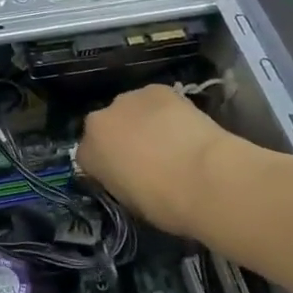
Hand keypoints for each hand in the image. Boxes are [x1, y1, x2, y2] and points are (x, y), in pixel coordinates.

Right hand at [76, 84, 231, 237]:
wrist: (205, 178)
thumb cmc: (165, 204)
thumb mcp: (130, 203)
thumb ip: (118, 182)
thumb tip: (127, 175)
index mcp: (88, 152)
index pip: (87, 156)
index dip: (105, 167)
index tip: (123, 177)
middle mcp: (100, 120)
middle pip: (106, 126)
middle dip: (120, 138)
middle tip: (146, 158)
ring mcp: (128, 99)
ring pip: (130, 109)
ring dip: (141, 121)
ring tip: (168, 139)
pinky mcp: (157, 89)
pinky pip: (154, 100)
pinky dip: (164, 110)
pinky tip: (182, 126)